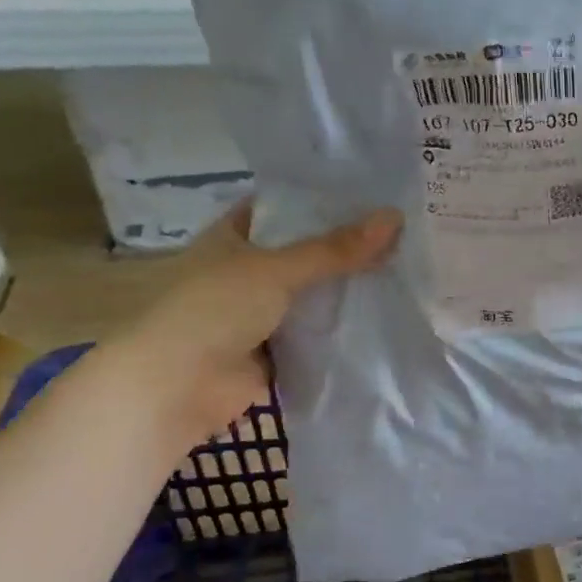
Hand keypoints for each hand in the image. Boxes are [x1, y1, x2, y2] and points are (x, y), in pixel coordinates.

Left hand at [100, 205, 402, 444]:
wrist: (175, 388)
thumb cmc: (213, 310)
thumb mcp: (276, 269)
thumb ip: (335, 249)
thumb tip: (395, 217)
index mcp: (233, 237)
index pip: (284, 207)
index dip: (323, 199)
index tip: (372, 194)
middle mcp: (247, 270)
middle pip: (305, 252)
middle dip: (347, 247)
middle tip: (404, 231)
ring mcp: (261, 312)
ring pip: (313, 294)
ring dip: (348, 289)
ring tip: (406, 268)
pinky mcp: (276, 350)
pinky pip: (316, 332)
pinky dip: (343, 328)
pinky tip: (385, 315)